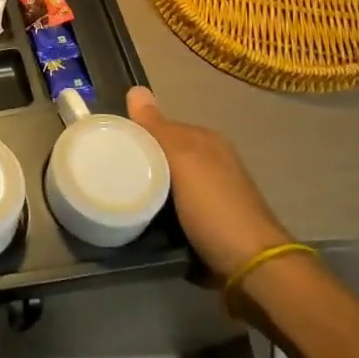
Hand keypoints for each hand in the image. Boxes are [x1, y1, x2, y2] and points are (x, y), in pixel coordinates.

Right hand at [126, 88, 291, 282]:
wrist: (253, 268)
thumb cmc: (215, 208)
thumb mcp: (183, 161)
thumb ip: (157, 128)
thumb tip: (135, 88)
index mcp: (206, 141)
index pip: (159, 126)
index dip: (134, 134)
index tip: (106, 147)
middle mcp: (211, 162)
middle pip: (161, 155)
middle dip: (138, 163)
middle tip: (108, 176)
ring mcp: (211, 194)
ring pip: (166, 182)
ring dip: (147, 189)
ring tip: (118, 198)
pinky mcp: (207, 223)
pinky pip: (172, 208)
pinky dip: (158, 212)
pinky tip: (141, 219)